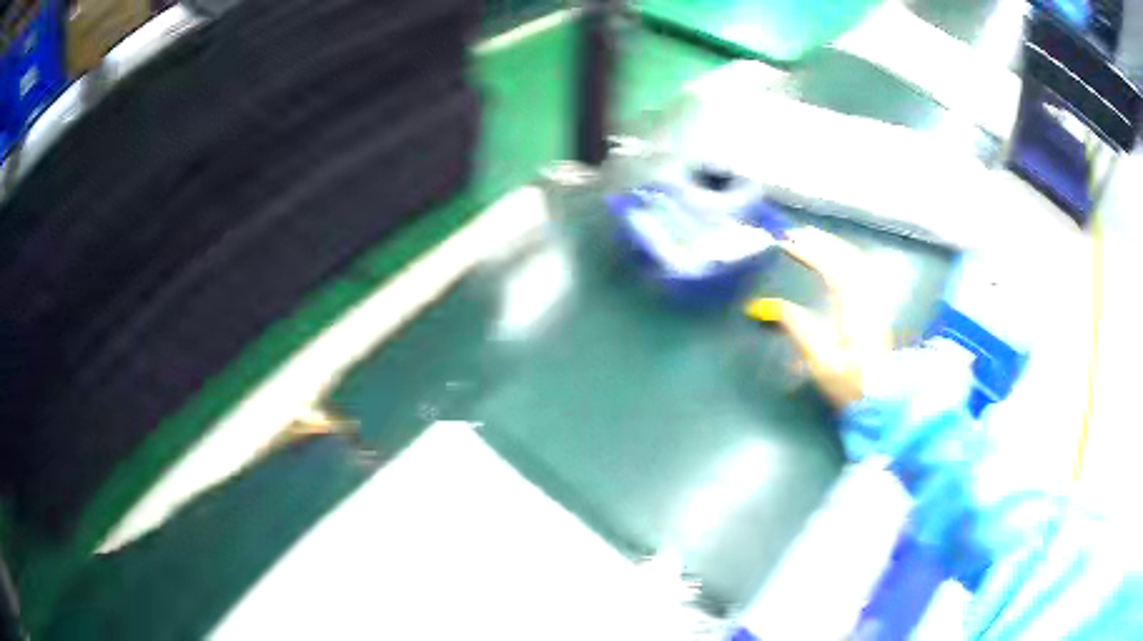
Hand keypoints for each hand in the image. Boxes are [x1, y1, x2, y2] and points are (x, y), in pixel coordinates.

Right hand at [745, 227, 892, 406]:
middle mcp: (867, 297)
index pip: (831, 268)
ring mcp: (875, 301)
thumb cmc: (849, 383)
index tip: (787, 242)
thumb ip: (798, 327)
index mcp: (853, 308)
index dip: (809, 251)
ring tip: (813, 239)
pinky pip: (864, 271)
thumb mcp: (819, 360)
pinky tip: (837, 259)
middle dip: (821, 241)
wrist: (882, 399)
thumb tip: (772, 305)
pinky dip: (847, 257)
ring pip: (858, 261)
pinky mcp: (877, 307)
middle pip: (847, 257)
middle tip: (797, 233)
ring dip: (835, 246)